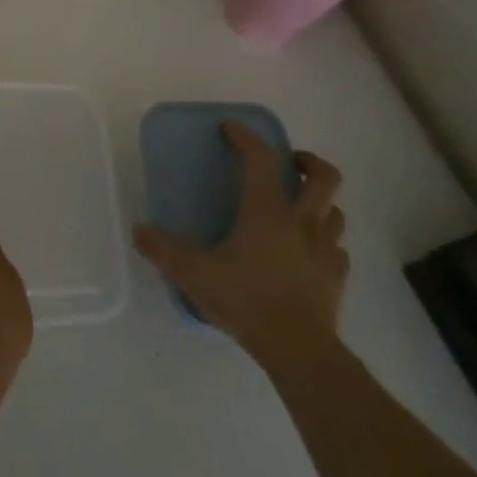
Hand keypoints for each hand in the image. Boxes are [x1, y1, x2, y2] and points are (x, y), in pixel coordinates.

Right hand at [133, 123, 348, 374]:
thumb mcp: (193, 274)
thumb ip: (163, 249)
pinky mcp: (337, 277)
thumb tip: (138, 230)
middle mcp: (302, 222)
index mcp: (267, 212)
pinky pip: (338, 249)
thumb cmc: (246, 300)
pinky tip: (309, 253)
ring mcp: (325, 250)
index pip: (262, 159)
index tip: (231, 128)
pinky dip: (325, 242)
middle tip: (288, 163)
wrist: (298, 349)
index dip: (247, 137)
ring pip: (335, 211)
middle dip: (307, 161)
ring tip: (299, 208)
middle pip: (323, 176)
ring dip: (320, 202)